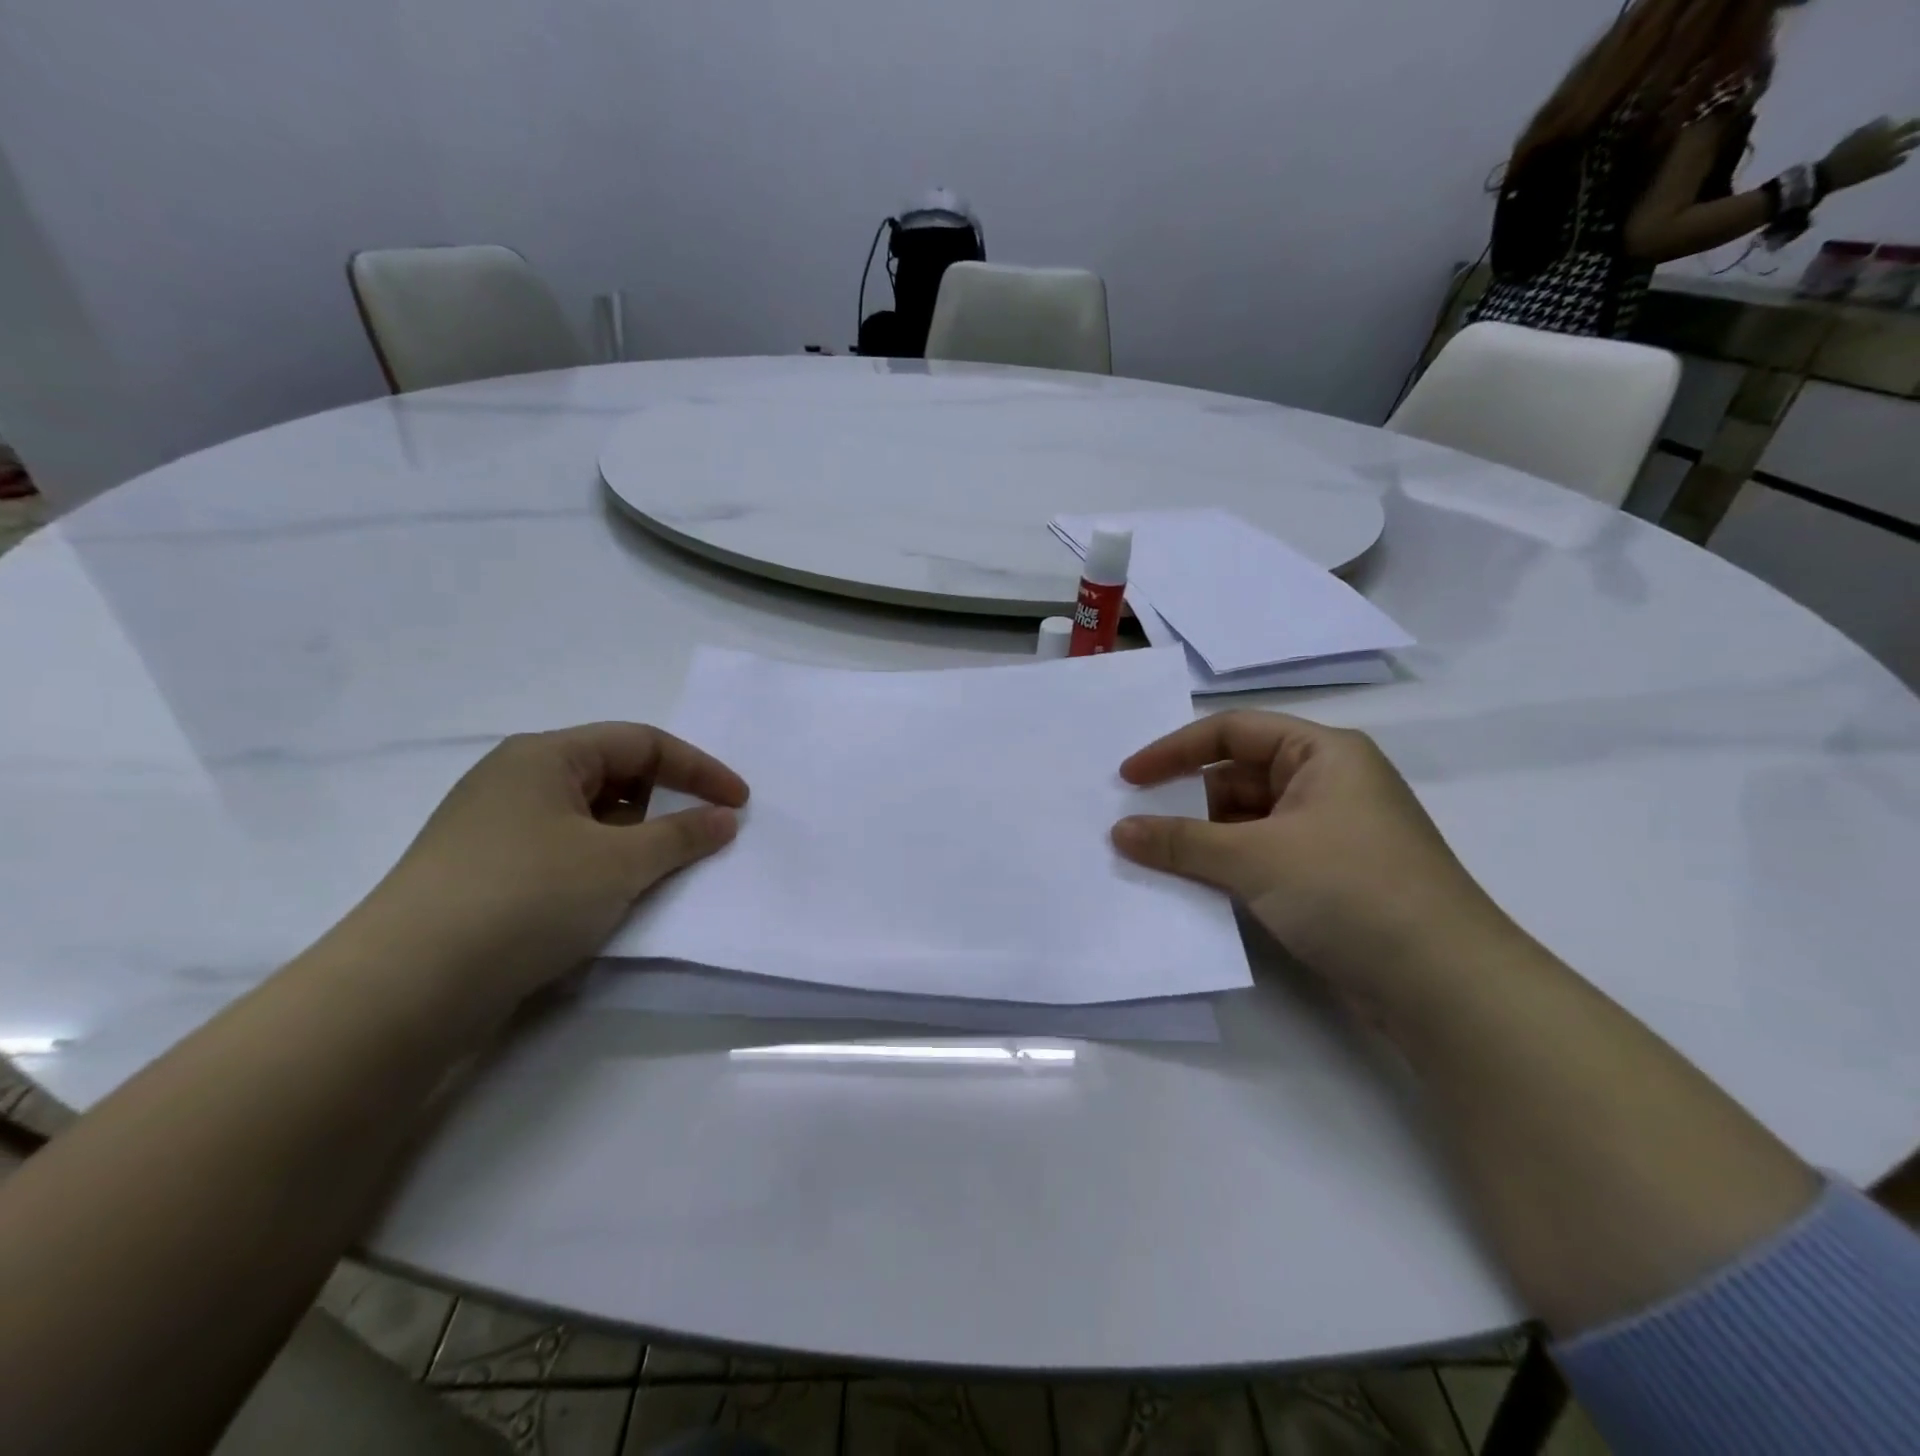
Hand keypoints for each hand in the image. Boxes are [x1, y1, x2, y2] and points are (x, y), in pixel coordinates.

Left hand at [358, 723, 746, 1004]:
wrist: (404, 989)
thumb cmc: (525, 898)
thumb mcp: (619, 863)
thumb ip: (683, 834)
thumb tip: (725, 817)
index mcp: (545, 755)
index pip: (642, 743)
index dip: (699, 769)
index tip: (740, 804)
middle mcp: (516, 779)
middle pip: (614, 774)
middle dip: (665, 802)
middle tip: (701, 837)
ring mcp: (494, 827)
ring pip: (588, 817)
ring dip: (634, 838)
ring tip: (661, 872)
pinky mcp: (484, 873)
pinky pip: (563, 850)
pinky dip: (601, 864)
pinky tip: (612, 898)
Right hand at [1111, 712, 1511, 1006]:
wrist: (1445, 986)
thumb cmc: (1351, 891)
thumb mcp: (1256, 858)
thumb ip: (1181, 842)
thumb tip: (1119, 831)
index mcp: (1323, 753)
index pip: (1232, 731)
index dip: (1174, 750)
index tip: (1128, 779)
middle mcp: (1328, 783)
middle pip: (1237, 776)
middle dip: (1185, 799)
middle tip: (1134, 824)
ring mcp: (1330, 833)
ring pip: (1247, 820)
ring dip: (1202, 838)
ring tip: (1153, 858)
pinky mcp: (1328, 877)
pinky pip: (1261, 855)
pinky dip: (1226, 865)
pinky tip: (1192, 885)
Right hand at [1821, 117, 1919, 191]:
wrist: (1824, 178)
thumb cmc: (1834, 157)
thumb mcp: (1850, 138)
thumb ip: (1869, 130)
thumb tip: (1883, 124)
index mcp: (1880, 129)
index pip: (1890, 120)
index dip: (1889, 124)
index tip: (1888, 127)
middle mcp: (1889, 138)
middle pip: (1914, 125)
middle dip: (1916, 125)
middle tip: (1916, 127)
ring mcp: (1888, 153)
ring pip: (1914, 142)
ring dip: (1914, 141)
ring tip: (1913, 142)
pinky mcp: (1884, 167)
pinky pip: (1901, 160)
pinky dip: (1902, 158)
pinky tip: (1901, 158)